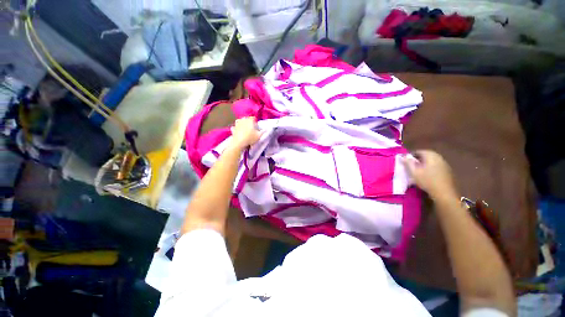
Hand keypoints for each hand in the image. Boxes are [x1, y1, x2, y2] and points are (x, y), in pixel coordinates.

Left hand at [230, 117, 261, 148]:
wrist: (239, 142)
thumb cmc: (250, 138)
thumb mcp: (259, 135)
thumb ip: (263, 131)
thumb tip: (266, 129)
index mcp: (250, 120)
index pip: (253, 118)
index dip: (256, 121)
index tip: (257, 126)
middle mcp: (243, 120)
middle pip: (247, 119)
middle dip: (249, 122)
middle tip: (252, 128)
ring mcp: (237, 123)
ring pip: (241, 121)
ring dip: (243, 124)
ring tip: (245, 129)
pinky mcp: (233, 128)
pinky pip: (236, 126)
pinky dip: (237, 128)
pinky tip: (239, 132)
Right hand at [402, 150, 456, 198]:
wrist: (444, 193)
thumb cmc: (427, 181)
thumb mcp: (414, 172)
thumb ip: (408, 163)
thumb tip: (402, 156)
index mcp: (431, 155)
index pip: (419, 151)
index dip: (411, 155)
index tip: (405, 161)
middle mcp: (439, 157)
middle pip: (426, 155)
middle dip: (418, 159)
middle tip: (410, 165)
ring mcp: (445, 164)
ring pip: (432, 161)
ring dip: (424, 164)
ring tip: (418, 170)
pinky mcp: (447, 171)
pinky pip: (436, 166)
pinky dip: (430, 168)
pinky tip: (427, 175)